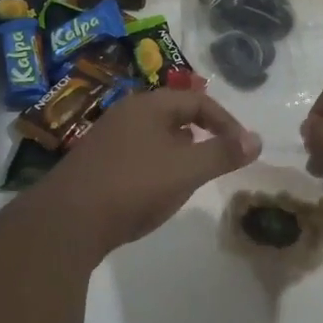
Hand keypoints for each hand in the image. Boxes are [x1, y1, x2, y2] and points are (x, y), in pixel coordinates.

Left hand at [45, 89, 260, 253]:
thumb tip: (257, 139)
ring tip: (192, 176)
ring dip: (178, 151)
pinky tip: (156, 191)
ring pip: (154, 135)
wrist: (66, 222)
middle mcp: (126, 114)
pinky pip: (136, 154)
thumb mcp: (186, 170)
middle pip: (174, 114)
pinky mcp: (95, 164)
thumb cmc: (133, 186)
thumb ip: (222, 153)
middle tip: (219, 158)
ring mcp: (107, 138)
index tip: (242, 147)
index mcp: (148, 105)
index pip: (197, 101)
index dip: (226, 121)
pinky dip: (156, 165)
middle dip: (202, 133)